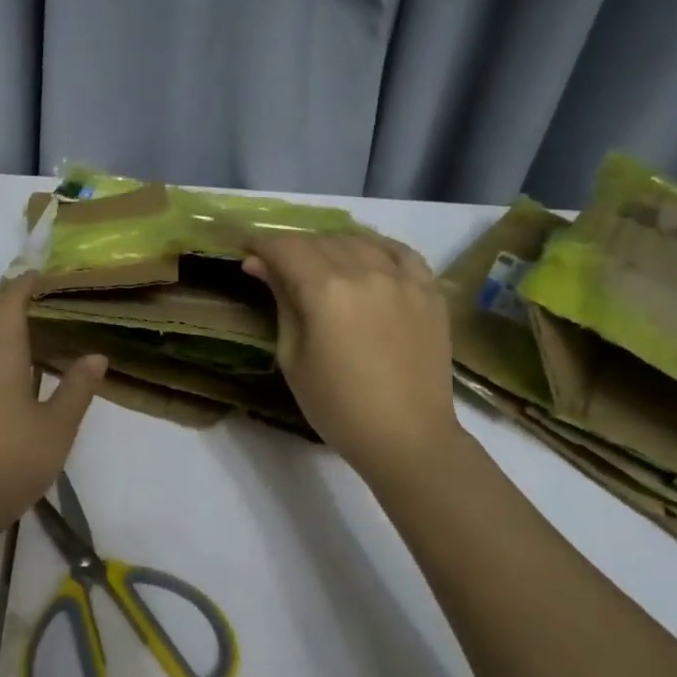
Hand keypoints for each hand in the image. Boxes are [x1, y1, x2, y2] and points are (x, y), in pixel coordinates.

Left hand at [0, 274, 107, 552]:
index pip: (9, 305)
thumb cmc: (9, 463)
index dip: (25, 286)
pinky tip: (10, 380)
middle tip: (42, 304)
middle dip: (11, 305)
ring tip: (31, 337)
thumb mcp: (56, 428)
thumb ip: (76, 389)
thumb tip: (96, 355)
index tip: (42, 275)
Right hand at [243, 233, 462, 484]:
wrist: (407, 436)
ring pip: (357, 241)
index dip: (261, 244)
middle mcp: (365, 272)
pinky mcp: (429, 290)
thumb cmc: (337, 406)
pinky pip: (399, 251)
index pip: (285, 247)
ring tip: (319, 268)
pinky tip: (365, 258)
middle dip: (292, 248)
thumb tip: (260, 264)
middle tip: (278, 268)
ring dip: (330, 247)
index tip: (247, 251)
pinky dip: (375, 248)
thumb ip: (281, 302)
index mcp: (326, 291)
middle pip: (319, 240)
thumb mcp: (293, 356)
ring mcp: (403, 278)